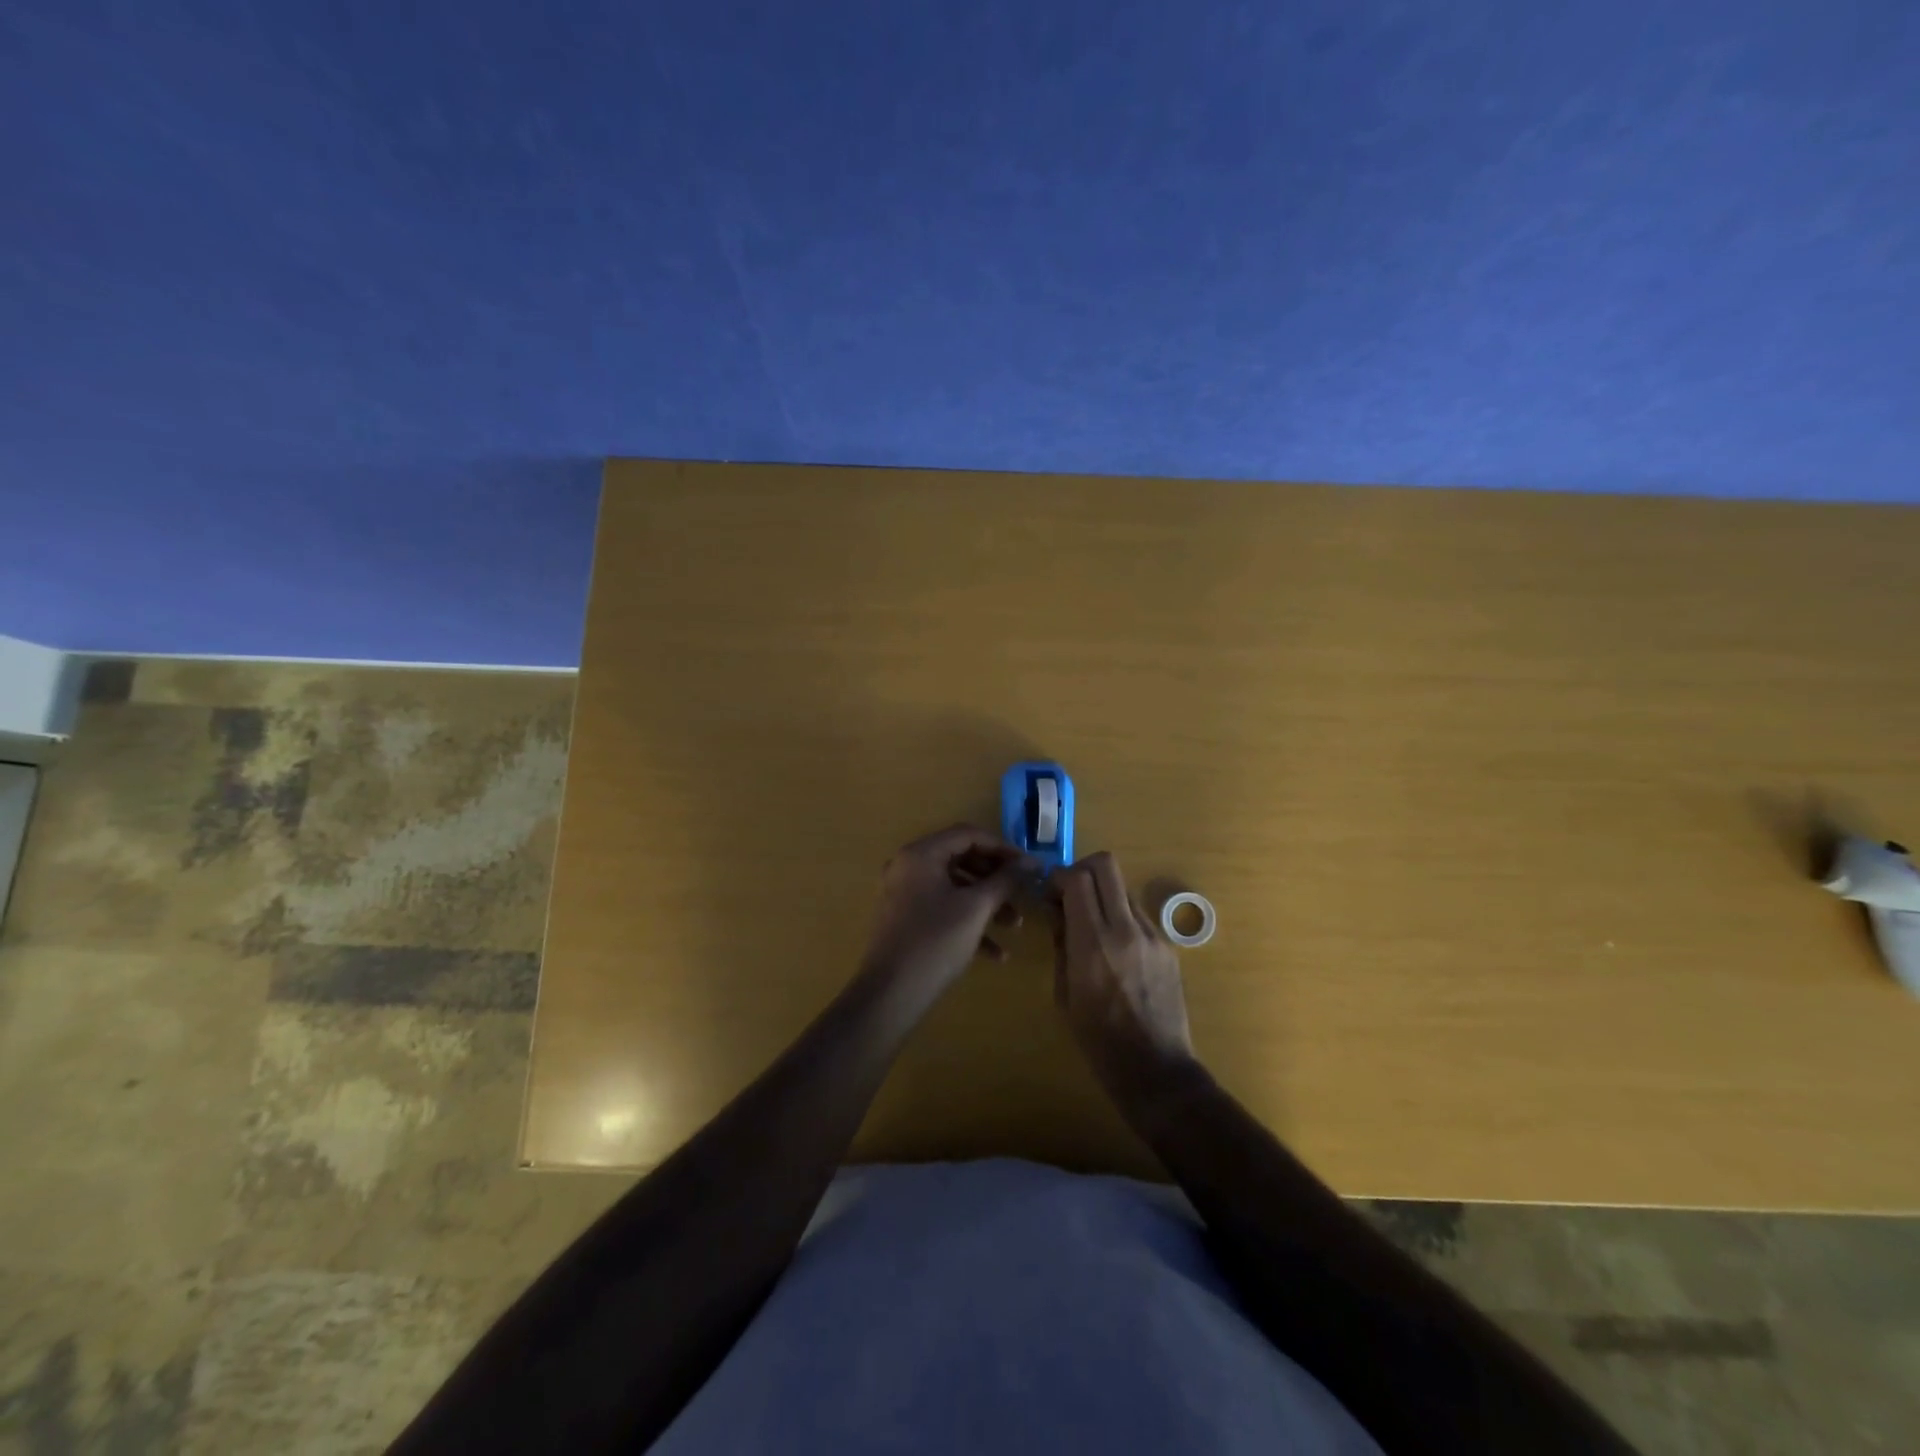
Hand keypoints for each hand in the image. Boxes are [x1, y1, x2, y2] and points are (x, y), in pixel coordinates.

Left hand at [862, 826, 1036, 992]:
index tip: (1029, 865)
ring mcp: (906, 894)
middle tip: (1024, 893)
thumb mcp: (976, 908)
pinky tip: (996, 954)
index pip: (968, 835)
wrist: (890, 995)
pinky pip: (944, 910)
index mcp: (921, 854)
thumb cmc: (935, 942)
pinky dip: (970, 923)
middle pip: (962, 860)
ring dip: (987, 903)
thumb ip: (1005, 880)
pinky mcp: (908, 920)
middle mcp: (910, 867)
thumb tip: (1031, 861)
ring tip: (1016, 925)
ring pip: (955, 888)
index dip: (1002, 848)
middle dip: (996, 879)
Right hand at [1052, 852, 1196, 1106]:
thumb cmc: (1098, 1040)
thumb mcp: (1064, 993)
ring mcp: (1152, 936)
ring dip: (1103, 895)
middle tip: (1071, 893)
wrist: (1155, 1069)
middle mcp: (1125, 930)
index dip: (1059, 876)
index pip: (1078, 878)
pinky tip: (1116, 950)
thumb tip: (1059, 911)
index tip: (1051, 893)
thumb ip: (1062, 944)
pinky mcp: (1167, 946)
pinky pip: (1139, 916)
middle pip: (1106, 865)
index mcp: (1093, 944)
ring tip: (1093, 925)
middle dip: (1083, 869)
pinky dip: (1121, 918)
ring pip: (1123, 888)